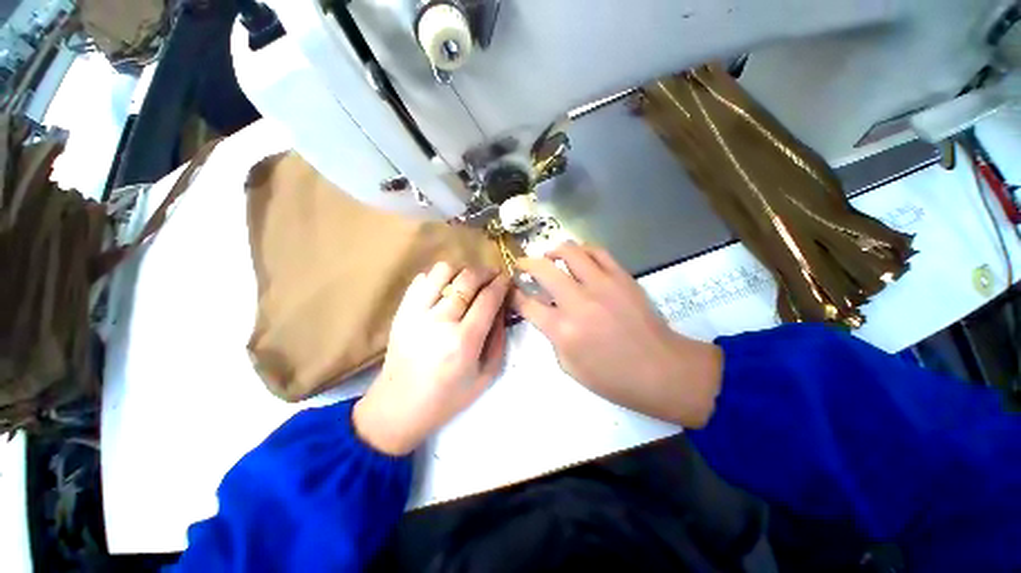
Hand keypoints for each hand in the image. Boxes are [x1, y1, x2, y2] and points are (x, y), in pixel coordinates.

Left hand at [353, 262, 510, 455]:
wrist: (399, 407)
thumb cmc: (448, 397)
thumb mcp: (486, 374)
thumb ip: (498, 337)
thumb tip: (502, 305)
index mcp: (464, 341)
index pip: (488, 298)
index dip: (501, 283)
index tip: (507, 280)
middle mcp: (439, 321)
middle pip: (467, 278)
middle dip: (486, 272)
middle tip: (493, 276)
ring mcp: (416, 313)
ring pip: (443, 271)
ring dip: (462, 270)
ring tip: (468, 281)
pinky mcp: (401, 311)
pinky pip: (422, 279)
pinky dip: (438, 278)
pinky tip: (446, 289)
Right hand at [512, 242, 721, 427]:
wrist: (662, 370)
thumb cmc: (613, 377)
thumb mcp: (569, 365)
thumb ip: (553, 335)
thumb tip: (547, 312)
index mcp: (563, 330)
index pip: (526, 304)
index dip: (513, 294)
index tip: (511, 290)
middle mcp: (578, 302)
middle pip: (542, 269)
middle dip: (525, 264)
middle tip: (523, 266)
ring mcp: (602, 285)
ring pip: (569, 251)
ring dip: (553, 252)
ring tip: (550, 258)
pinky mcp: (622, 276)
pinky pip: (597, 251)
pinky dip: (581, 250)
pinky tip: (578, 258)